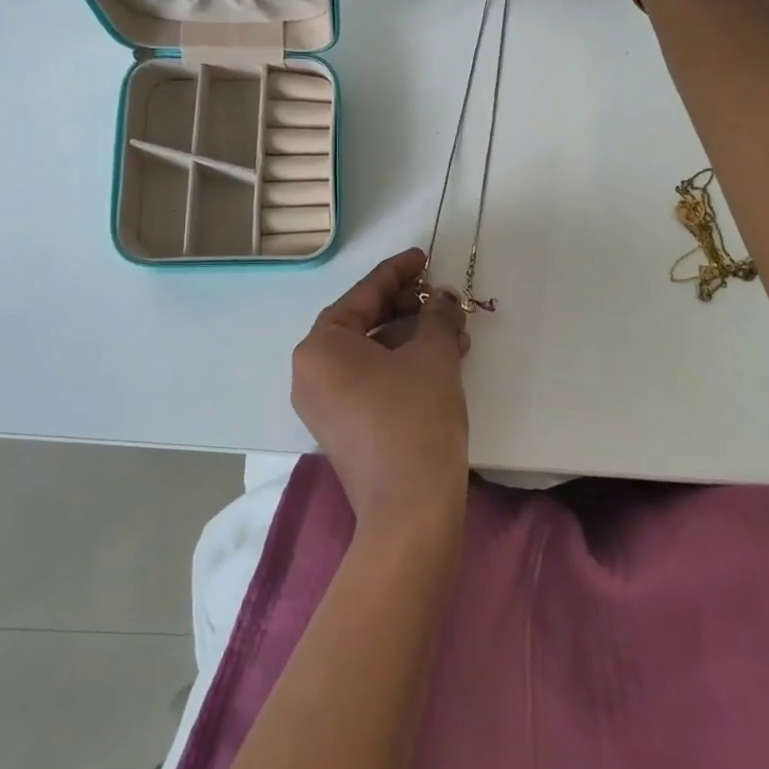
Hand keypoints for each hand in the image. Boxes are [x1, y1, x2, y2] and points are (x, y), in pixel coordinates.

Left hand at [291, 248, 470, 530]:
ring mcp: (325, 404)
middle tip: (443, 297)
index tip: (423, 257)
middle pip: (364, 322)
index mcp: (321, 346)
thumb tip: (443, 300)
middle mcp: (312, 372)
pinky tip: (443, 359)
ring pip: (372, 353)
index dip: (398, 271)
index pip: (363, 294)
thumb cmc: (415, 418)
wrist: (410, 512)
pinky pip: (373, 379)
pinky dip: (404, 365)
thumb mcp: (433, 356)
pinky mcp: (344, 428)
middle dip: (409, 307)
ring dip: (413, 337)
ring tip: (455, 330)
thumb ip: (437, 316)